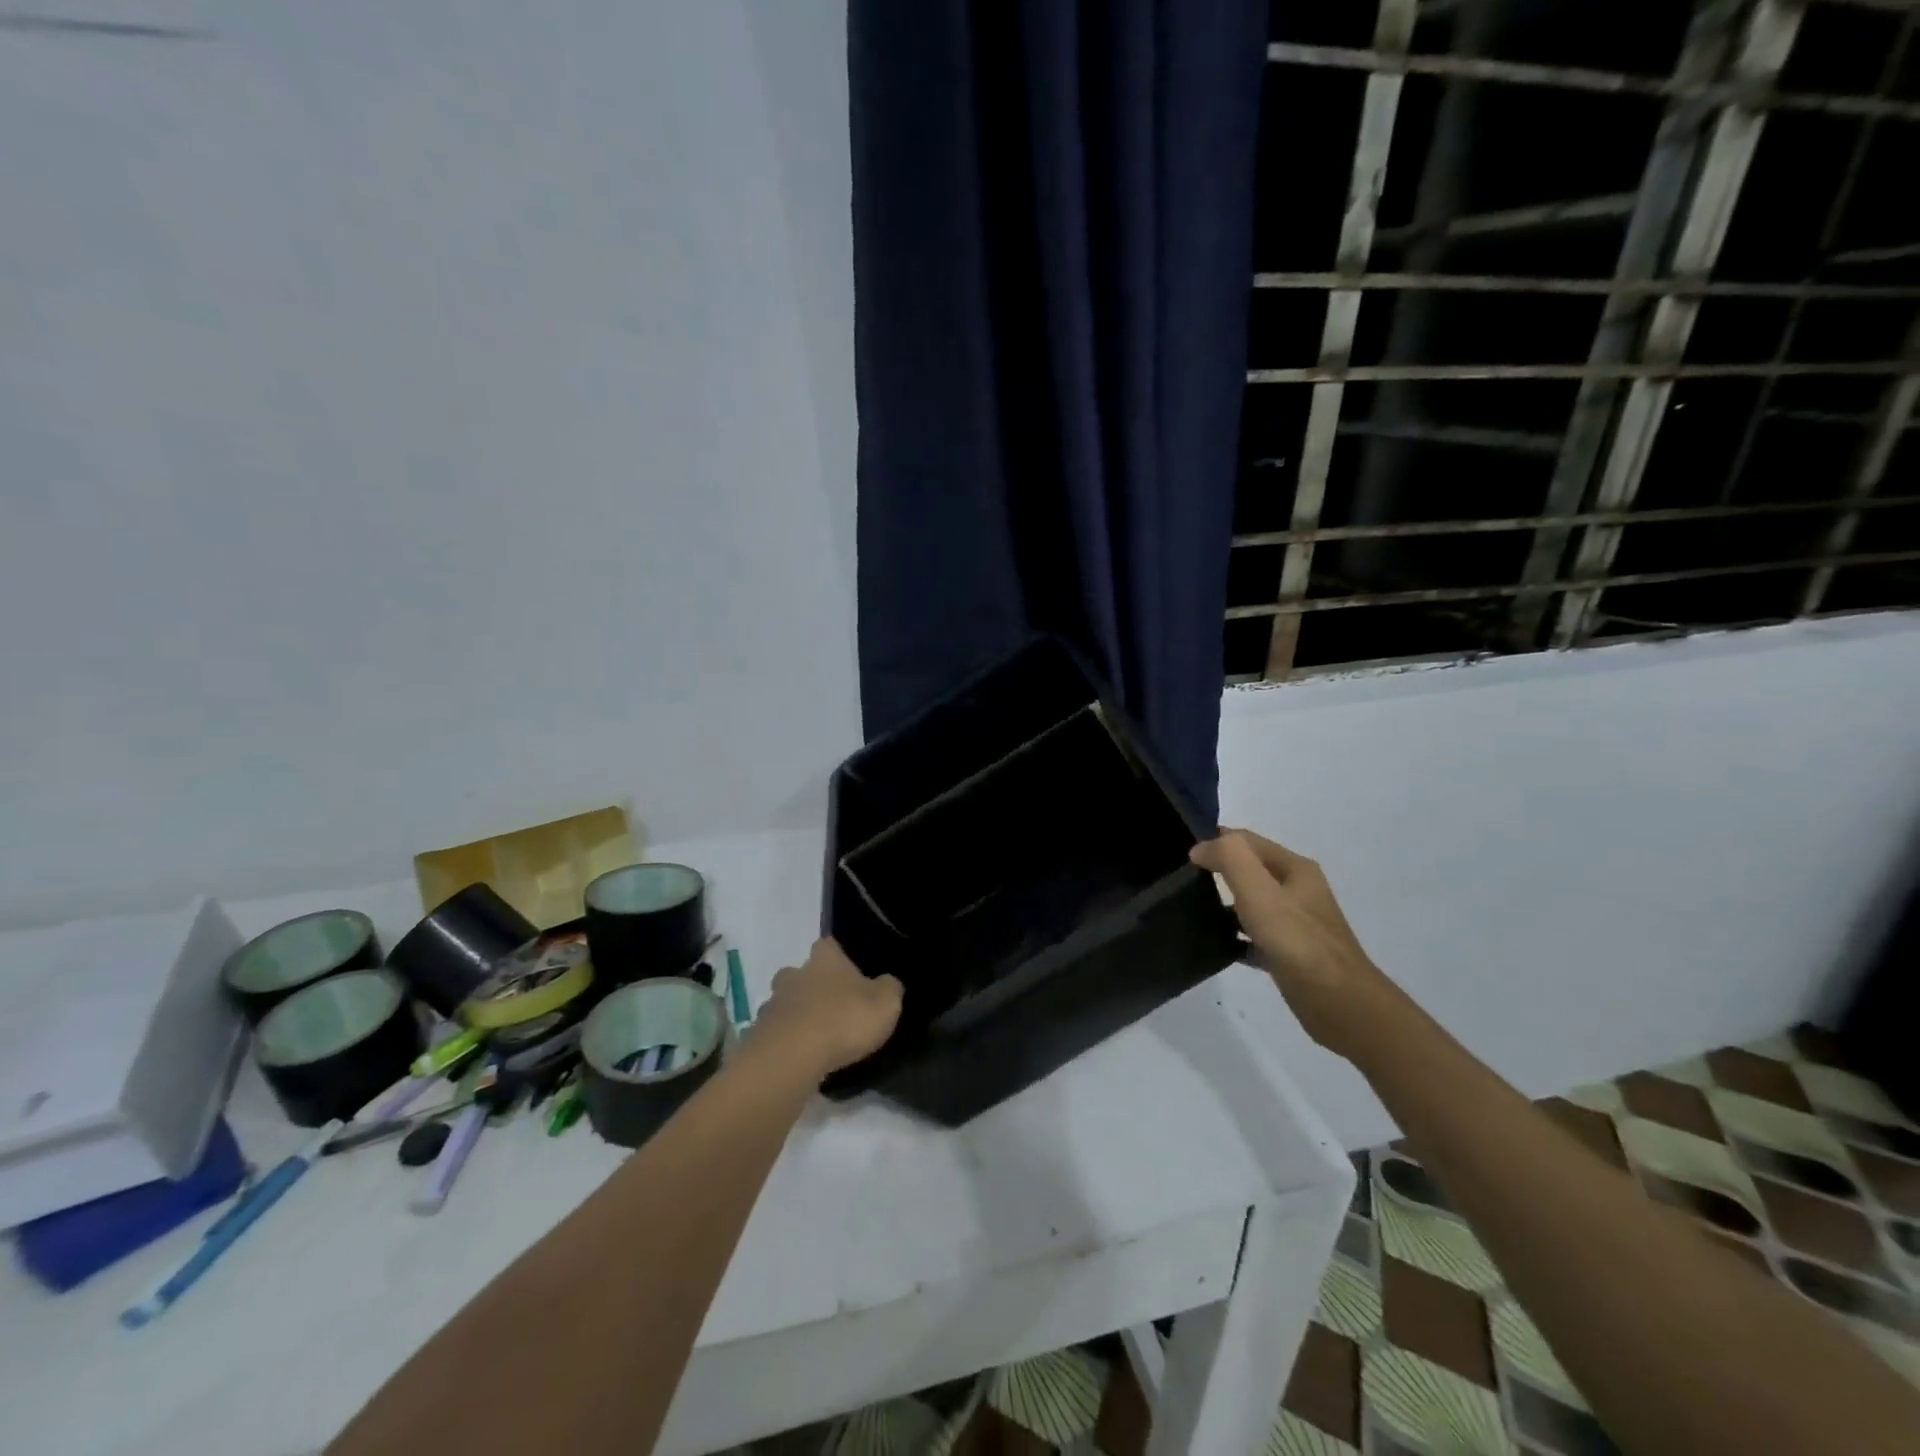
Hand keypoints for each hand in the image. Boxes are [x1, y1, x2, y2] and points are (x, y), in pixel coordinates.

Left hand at [744, 938, 903, 1086]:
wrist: (791, 1057)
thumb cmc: (843, 1020)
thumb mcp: (885, 1003)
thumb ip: (890, 988)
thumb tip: (888, 982)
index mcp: (825, 958)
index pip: (829, 944)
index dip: (839, 957)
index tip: (850, 973)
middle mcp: (794, 973)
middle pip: (801, 973)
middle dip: (813, 986)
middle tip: (832, 1006)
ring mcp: (772, 1003)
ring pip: (785, 1002)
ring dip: (797, 1014)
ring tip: (816, 1036)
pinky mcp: (759, 1034)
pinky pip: (775, 1032)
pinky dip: (786, 1041)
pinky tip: (799, 1056)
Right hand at [1191, 829, 1393, 1059]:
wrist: (1340, 1004)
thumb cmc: (1297, 941)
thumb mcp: (1259, 891)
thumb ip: (1229, 859)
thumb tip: (1200, 849)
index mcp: (1295, 869)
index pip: (1247, 840)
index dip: (1215, 841)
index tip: (1181, 855)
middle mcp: (1298, 891)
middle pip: (1250, 869)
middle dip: (1218, 870)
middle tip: (1181, 880)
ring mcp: (1296, 923)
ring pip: (1251, 902)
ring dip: (1224, 902)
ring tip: (1190, 909)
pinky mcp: (1290, 953)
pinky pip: (1254, 936)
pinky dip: (1234, 936)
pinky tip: (1215, 945)